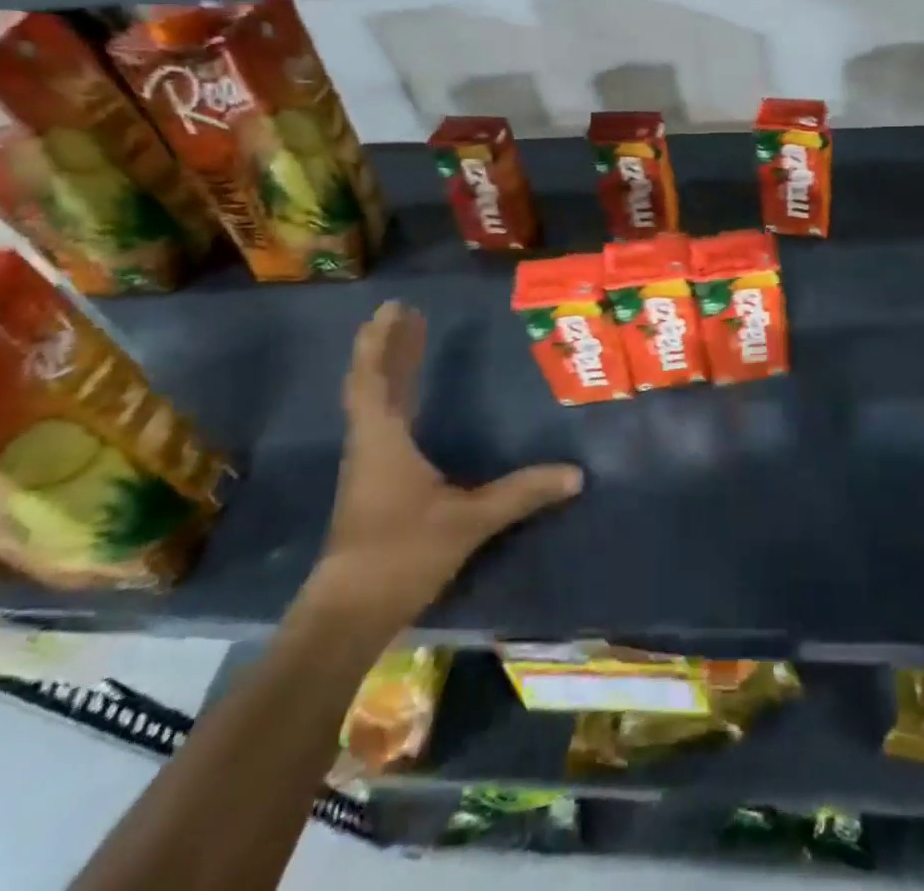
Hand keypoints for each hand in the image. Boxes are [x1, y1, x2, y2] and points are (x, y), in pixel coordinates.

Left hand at [305, 301, 582, 635]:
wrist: (348, 615)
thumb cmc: (402, 555)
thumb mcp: (469, 521)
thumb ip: (521, 494)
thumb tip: (575, 474)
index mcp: (383, 440)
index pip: (374, 378)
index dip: (383, 341)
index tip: (395, 308)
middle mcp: (370, 444)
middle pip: (372, 382)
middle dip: (389, 346)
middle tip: (407, 313)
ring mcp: (367, 465)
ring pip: (374, 403)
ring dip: (389, 369)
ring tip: (409, 341)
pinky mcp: (371, 484)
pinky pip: (380, 422)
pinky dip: (393, 397)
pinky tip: (409, 400)